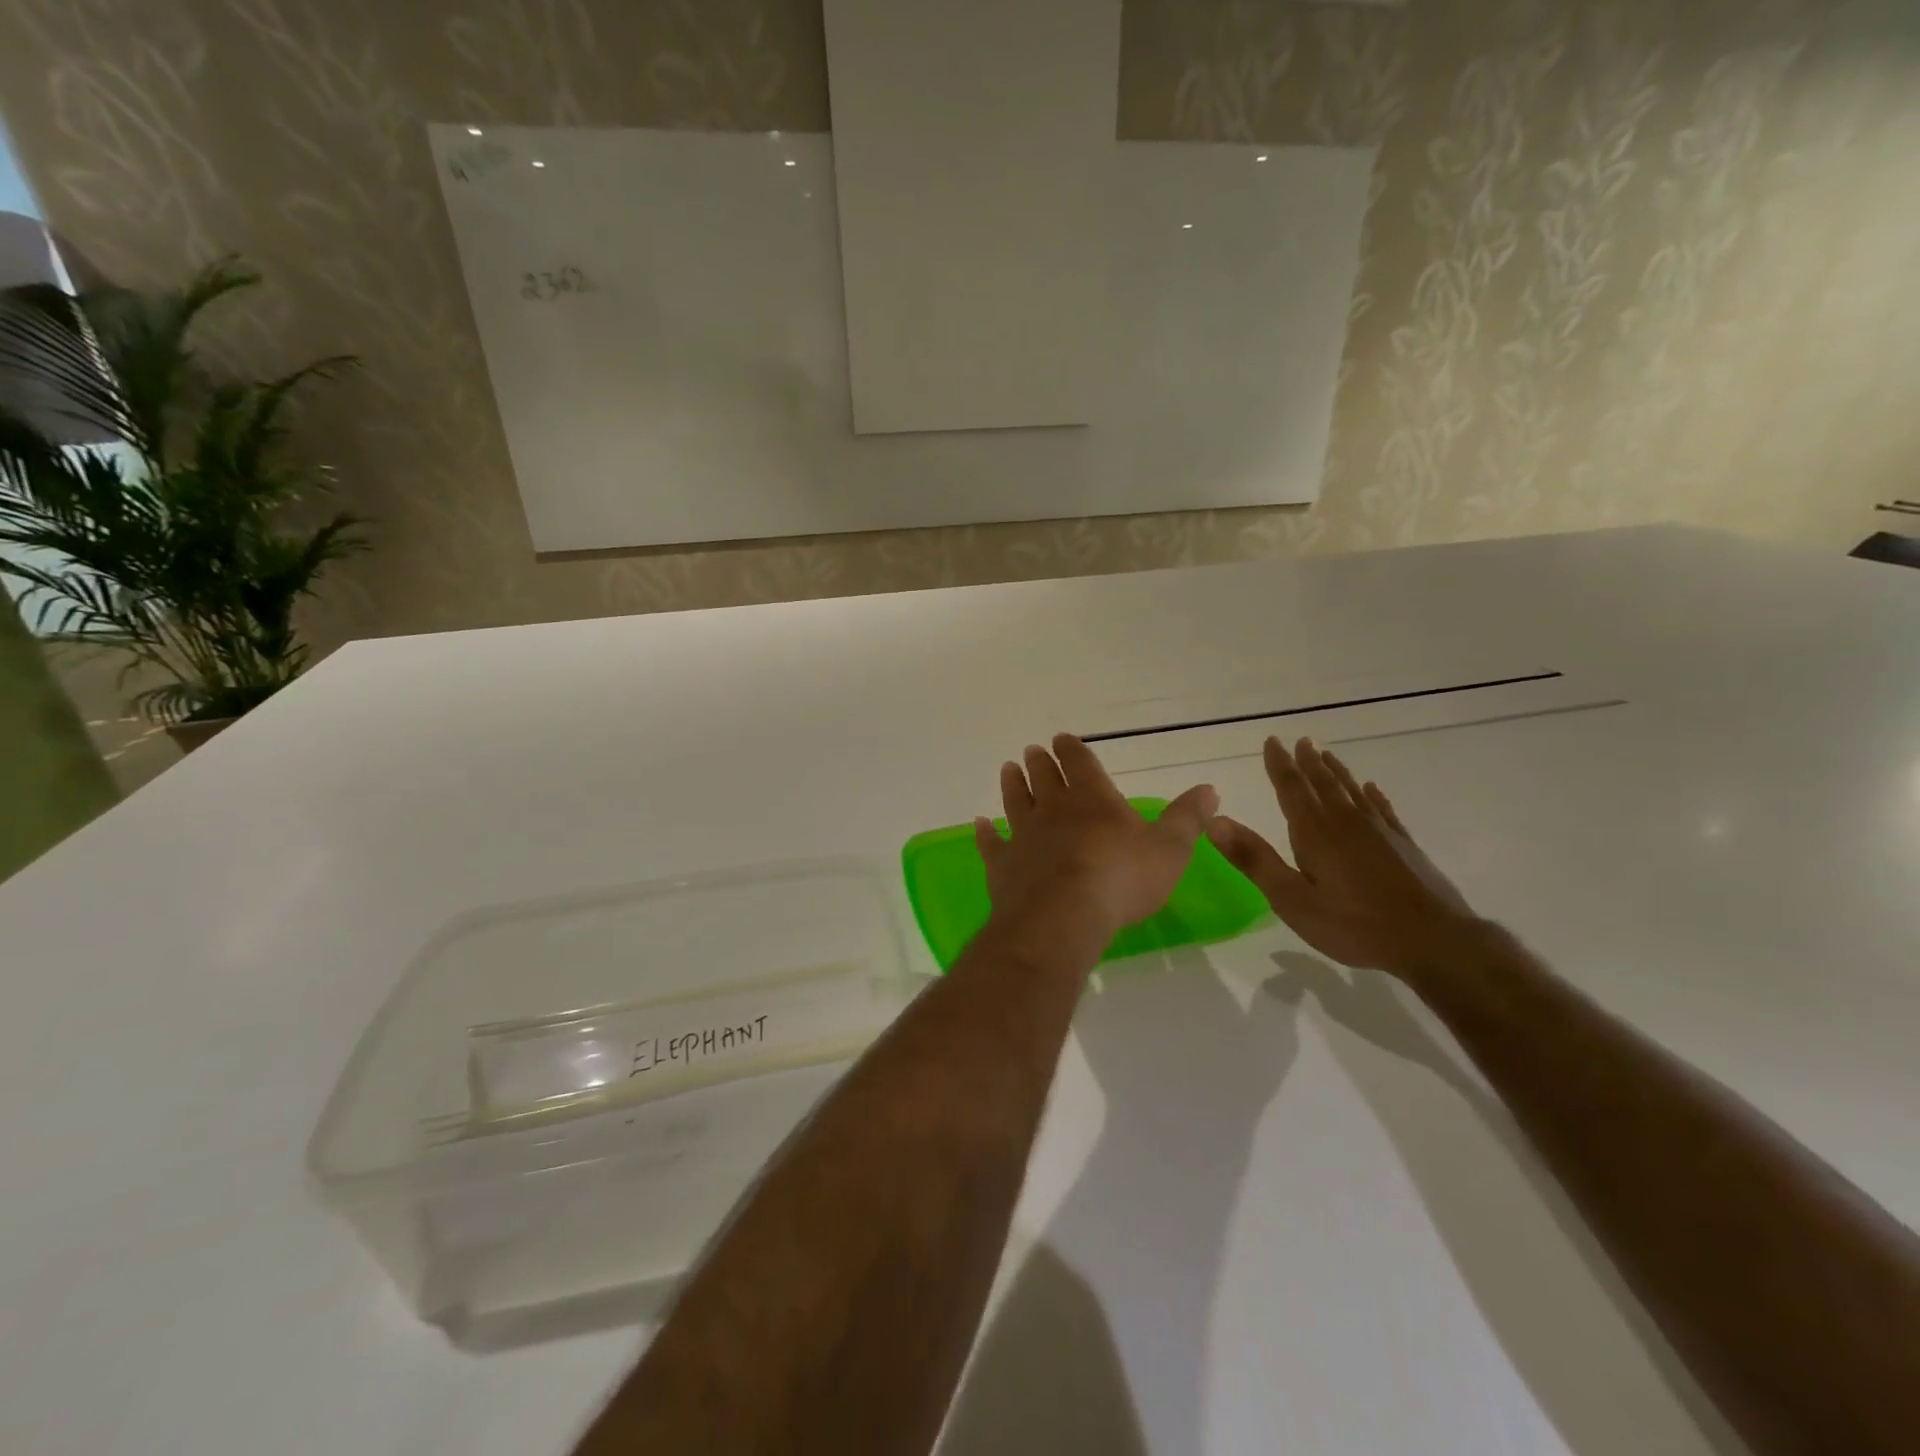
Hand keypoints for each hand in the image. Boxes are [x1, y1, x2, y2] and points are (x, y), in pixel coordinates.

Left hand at [976, 735, 1218, 951]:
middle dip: (1040, 763)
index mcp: (1093, 800)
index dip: (1072, 750)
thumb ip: (1187, 818)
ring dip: (1012, 785)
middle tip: (1031, 750)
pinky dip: (984, 833)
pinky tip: (979, 824)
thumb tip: (1210, 789)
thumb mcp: (1169, 849)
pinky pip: (991, 844)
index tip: (1061, 738)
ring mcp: (1024, 836)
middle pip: (1044, 778)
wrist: (1063, 917)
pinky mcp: (1003, 865)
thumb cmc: (1121, 880)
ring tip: (1008, 769)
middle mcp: (1054, 810)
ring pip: (1015, 802)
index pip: (1080, 764)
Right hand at [1206, 737, 1480, 978]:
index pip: (1292, 789)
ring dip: (1336, 772)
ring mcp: (1379, 832)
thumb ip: (1254, 859)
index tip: (1272, 741)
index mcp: (1315, 832)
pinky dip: (1374, 796)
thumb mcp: (1292, 899)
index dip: (1280, 765)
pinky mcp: (1403, 846)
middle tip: (1301, 740)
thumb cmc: (1354, 925)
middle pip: (1323, 784)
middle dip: (1308, 762)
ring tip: (1326, 755)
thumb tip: (1215, 821)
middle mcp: (1346, 822)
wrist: (1434, 942)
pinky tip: (1372, 788)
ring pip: (1352, 792)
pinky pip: (1383, 810)